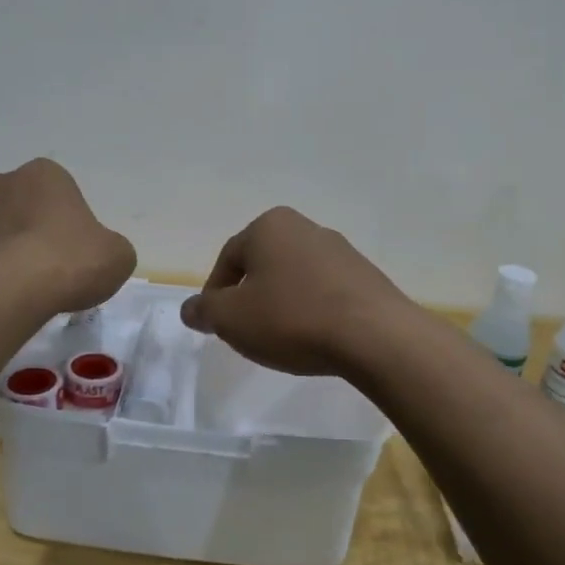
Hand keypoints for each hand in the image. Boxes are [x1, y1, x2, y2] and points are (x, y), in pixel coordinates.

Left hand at [0, 159, 134, 314]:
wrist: (15, 288)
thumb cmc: (72, 262)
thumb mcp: (116, 256)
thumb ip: (107, 248)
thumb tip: (96, 256)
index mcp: (44, 175)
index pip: (55, 190)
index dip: (62, 221)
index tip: (68, 250)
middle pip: (12, 202)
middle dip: (20, 227)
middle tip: (36, 265)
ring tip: (2, 280)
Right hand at [180, 207, 412, 375]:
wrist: (374, 336)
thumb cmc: (292, 319)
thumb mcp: (232, 319)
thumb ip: (204, 311)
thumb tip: (191, 309)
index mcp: (269, 226)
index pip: (228, 259)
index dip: (215, 295)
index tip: (216, 326)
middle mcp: (305, 227)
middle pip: (263, 265)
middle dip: (250, 297)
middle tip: (246, 332)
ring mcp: (341, 250)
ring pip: (295, 277)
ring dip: (282, 304)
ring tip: (282, 339)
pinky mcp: (366, 276)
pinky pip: (325, 291)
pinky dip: (312, 310)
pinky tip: (314, 337)